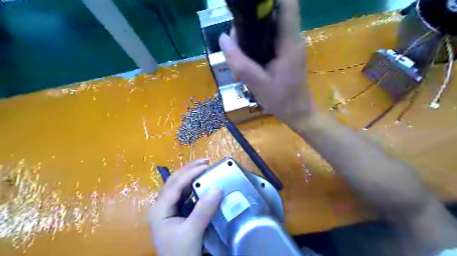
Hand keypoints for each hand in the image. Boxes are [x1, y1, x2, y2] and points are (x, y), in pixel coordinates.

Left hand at [148, 160, 222, 255]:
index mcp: (160, 209)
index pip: (175, 185)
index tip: (206, 165)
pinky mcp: (174, 212)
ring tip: (204, 167)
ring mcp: (166, 208)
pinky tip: (201, 182)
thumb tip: (217, 188)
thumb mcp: (192, 232)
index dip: (190, 173)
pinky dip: (192, 185)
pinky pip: (182, 193)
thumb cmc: (180, 253)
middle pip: (174, 181)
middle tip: (205, 161)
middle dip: (189, 169)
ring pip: (177, 186)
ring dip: (190, 175)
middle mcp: (161, 205)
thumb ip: (203, 211)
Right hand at [218, 0, 310, 123]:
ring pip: (270, 27)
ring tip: (238, 52)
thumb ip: (239, 62)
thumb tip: (223, 38)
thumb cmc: (280, 100)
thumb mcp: (257, 83)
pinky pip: (270, 39)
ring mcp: (290, 45)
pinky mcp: (286, 53)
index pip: (287, 4)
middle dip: (252, 20)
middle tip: (236, 41)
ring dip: (252, 34)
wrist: (297, 112)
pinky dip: (257, 44)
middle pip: (273, 14)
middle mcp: (292, 39)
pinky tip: (247, 59)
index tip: (248, 7)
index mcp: (289, 42)